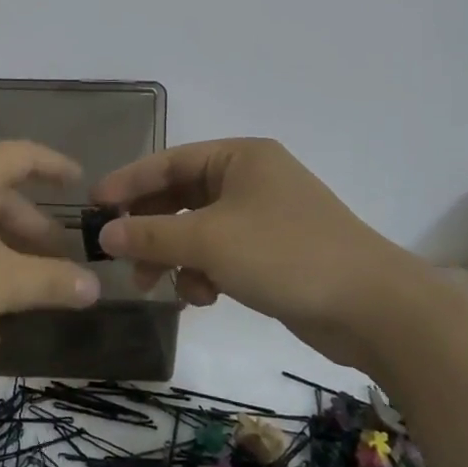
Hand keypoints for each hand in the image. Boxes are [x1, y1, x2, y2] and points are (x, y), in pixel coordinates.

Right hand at [91, 138, 424, 364]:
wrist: (374, 308)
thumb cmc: (285, 255)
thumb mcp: (208, 241)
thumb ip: (150, 234)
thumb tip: (104, 233)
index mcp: (239, 157)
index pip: (168, 162)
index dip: (127, 183)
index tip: (93, 206)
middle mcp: (250, 179)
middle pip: (180, 197)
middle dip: (150, 229)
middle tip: (121, 258)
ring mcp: (265, 216)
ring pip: (199, 230)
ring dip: (175, 256)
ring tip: (159, 286)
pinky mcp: (275, 252)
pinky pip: (222, 253)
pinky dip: (205, 272)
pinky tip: (203, 298)